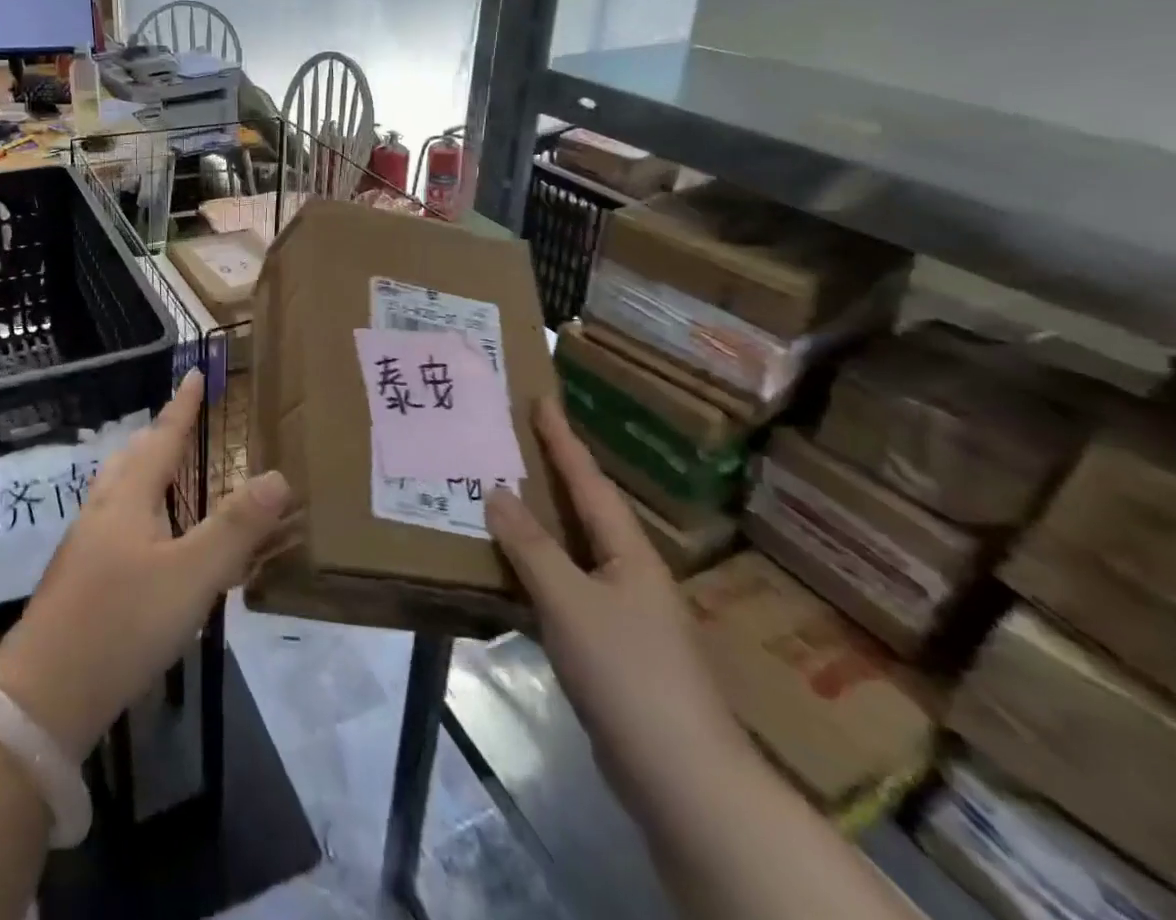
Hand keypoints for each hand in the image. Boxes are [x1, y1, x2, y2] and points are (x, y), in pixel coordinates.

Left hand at [0, 372, 293, 759]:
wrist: (44, 697)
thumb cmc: (122, 623)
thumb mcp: (191, 576)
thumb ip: (235, 528)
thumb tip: (277, 476)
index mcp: (129, 498)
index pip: (163, 437)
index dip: (182, 406)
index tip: (194, 372)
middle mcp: (104, 510)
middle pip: (132, 457)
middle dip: (160, 436)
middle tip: (183, 423)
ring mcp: (85, 545)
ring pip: (119, 490)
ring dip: (145, 471)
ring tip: (168, 474)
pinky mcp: (79, 579)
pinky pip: (115, 522)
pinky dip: (138, 510)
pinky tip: (146, 541)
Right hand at [484, 398, 750, 810]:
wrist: (681, 778)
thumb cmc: (628, 673)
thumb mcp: (570, 602)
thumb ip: (531, 547)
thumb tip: (495, 490)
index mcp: (628, 551)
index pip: (588, 480)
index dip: (562, 439)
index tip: (540, 398)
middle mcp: (627, 572)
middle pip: (581, 510)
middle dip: (548, 473)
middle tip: (510, 439)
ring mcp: (620, 612)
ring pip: (569, 551)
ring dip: (536, 523)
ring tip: (497, 493)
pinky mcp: (606, 647)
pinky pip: (562, 589)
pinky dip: (533, 571)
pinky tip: (505, 572)